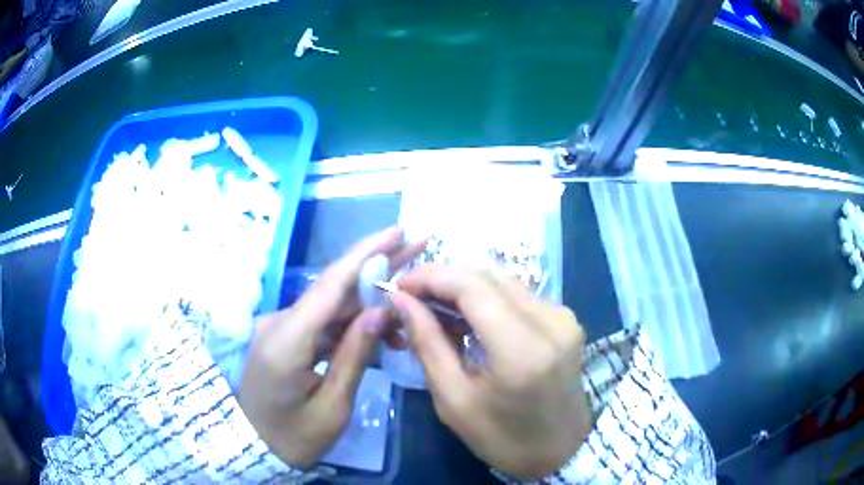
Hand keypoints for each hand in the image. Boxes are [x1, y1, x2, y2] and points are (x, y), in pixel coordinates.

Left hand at [239, 228, 423, 467]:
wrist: (253, 445)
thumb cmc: (294, 438)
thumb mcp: (332, 408)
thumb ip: (355, 357)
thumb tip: (381, 312)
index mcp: (287, 342)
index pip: (329, 286)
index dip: (365, 255)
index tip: (397, 232)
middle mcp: (279, 323)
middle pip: (333, 288)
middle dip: (376, 268)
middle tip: (415, 248)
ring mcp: (279, 327)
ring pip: (330, 304)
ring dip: (368, 301)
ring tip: (408, 304)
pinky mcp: (284, 335)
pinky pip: (322, 321)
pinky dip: (351, 323)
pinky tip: (380, 331)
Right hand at [390, 264, 591, 478]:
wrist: (562, 450)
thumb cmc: (503, 438)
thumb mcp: (454, 400)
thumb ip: (428, 344)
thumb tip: (401, 301)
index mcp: (522, 350)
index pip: (472, 286)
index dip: (431, 277)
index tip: (399, 286)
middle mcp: (550, 321)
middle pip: (488, 275)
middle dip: (444, 278)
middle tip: (411, 296)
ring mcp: (563, 317)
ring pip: (504, 280)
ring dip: (464, 286)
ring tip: (433, 306)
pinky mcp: (566, 319)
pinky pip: (519, 294)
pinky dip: (487, 297)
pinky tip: (467, 316)